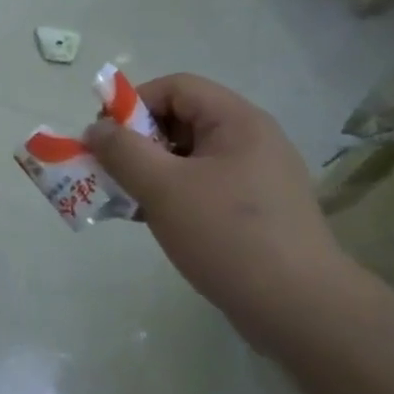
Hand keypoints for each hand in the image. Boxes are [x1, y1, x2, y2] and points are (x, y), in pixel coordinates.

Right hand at [85, 74, 355, 346]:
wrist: (297, 306)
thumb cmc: (227, 235)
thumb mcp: (164, 188)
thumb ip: (123, 151)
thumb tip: (96, 129)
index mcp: (236, 121)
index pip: (175, 87)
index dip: (133, 104)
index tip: (104, 139)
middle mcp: (250, 140)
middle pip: (181, 120)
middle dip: (137, 142)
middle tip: (109, 173)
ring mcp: (255, 177)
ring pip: (188, 158)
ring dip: (150, 172)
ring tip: (124, 201)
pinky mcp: (254, 211)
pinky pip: (202, 187)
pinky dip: (171, 196)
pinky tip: (150, 221)